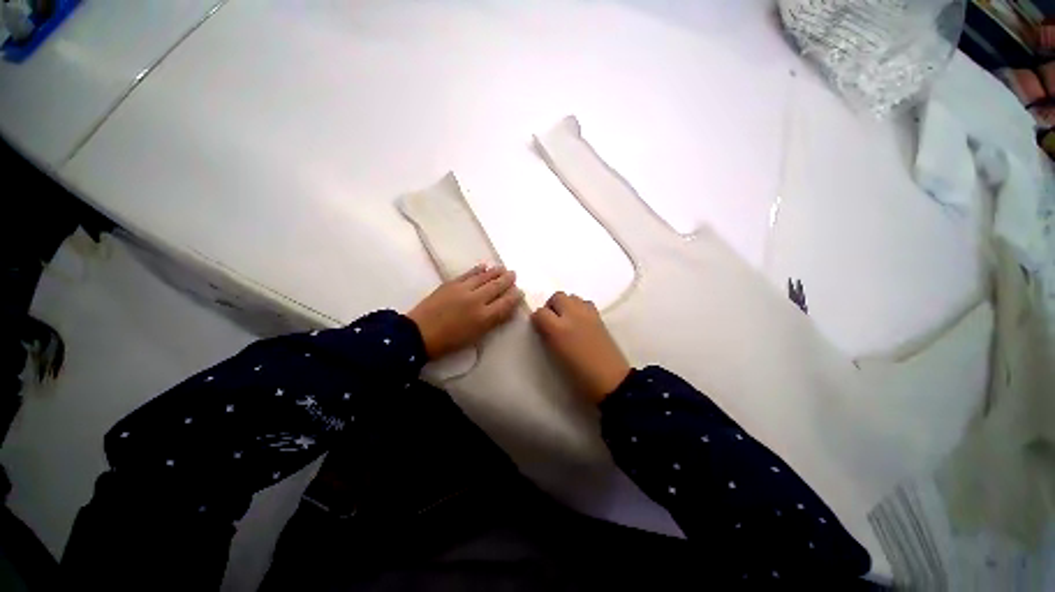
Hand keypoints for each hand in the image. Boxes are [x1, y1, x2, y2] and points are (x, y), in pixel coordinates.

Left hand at [407, 264, 521, 358]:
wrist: (419, 334)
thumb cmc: (449, 341)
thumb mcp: (475, 336)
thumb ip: (493, 322)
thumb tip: (507, 310)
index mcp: (484, 317)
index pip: (505, 303)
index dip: (514, 296)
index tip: (520, 291)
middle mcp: (476, 300)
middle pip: (496, 287)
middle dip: (507, 280)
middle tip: (514, 274)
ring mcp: (463, 289)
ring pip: (484, 277)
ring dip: (495, 272)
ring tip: (503, 268)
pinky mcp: (451, 284)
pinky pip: (468, 273)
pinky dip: (478, 269)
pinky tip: (484, 266)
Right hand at [531, 292, 630, 403]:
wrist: (609, 379)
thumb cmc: (578, 374)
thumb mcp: (554, 356)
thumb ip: (546, 336)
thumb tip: (543, 326)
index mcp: (558, 329)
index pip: (540, 312)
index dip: (537, 319)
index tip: (539, 327)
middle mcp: (572, 315)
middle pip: (557, 296)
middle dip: (551, 306)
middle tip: (552, 321)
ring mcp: (587, 314)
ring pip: (572, 296)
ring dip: (566, 304)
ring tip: (567, 320)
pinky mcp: (599, 316)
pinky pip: (585, 302)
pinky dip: (579, 307)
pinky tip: (580, 321)